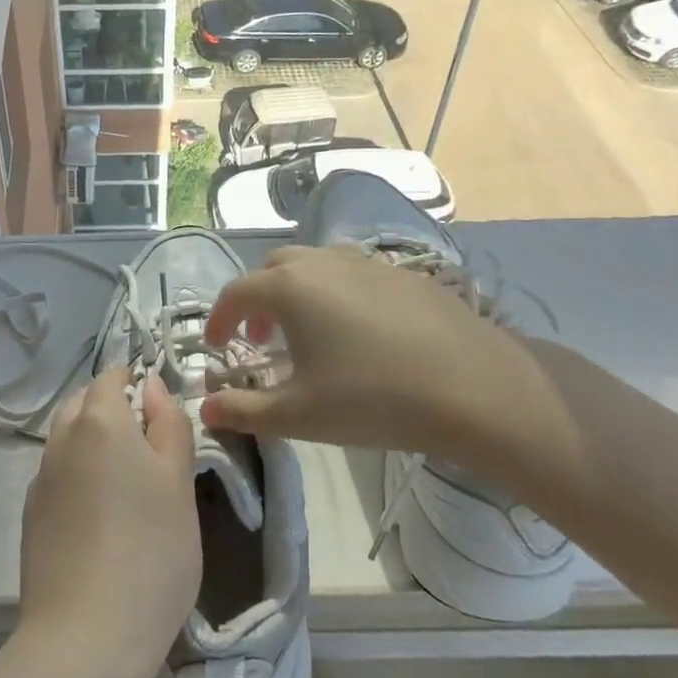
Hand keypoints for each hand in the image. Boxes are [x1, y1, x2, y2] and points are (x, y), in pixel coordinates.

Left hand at [18, 367, 199, 677]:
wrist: (84, 640)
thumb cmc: (150, 552)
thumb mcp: (179, 483)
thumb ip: (168, 424)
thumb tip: (152, 386)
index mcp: (99, 422)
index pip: (110, 377)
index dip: (133, 383)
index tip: (158, 411)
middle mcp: (61, 440)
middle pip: (83, 404)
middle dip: (111, 410)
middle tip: (148, 448)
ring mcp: (40, 480)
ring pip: (67, 440)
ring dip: (92, 444)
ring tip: (127, 486)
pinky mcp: (31, 518)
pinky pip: (56, 477)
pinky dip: (77, 479)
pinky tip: (99, 520)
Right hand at [198, 244, 563, 472]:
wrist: (473, 387)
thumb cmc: (372, 399)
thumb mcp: (298, 415)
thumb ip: (244, 410)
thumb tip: (204, 409)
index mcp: (289, 288)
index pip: (236, 292)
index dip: (219, 319)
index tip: (217, 346)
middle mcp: (322, 262)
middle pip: (273, 269)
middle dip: (257, 300)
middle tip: (262, 339)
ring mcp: (366, 262)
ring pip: (314, 265)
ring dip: (296, 292)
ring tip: (309, 334)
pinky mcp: (402, 273)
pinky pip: (352, 273)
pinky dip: (335, 293)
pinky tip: (359, 333)